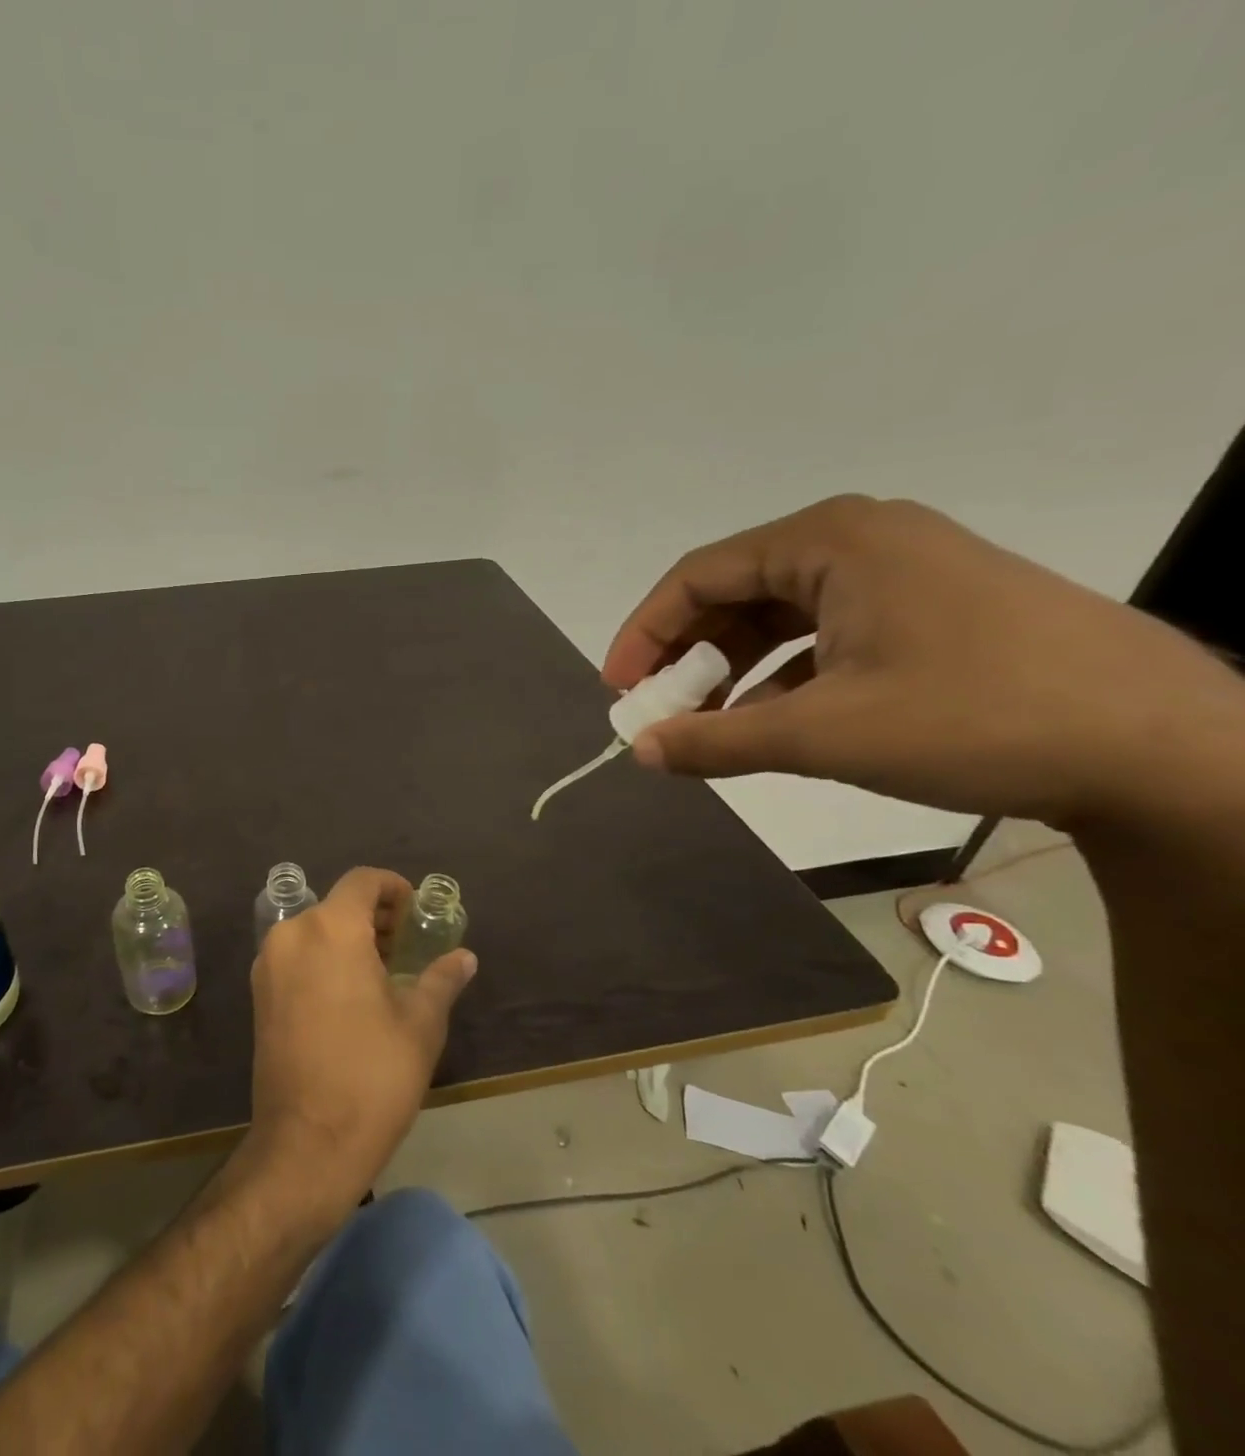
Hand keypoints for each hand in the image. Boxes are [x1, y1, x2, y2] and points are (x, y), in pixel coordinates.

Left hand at [243, 868, 475, 1211]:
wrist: (306, 1143)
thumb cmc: (372, 1077)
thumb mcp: (419, 1025)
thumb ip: (440, 980)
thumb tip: (464, 957)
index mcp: (331, 929)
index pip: (363, 881)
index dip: (394, 888)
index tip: (417, 912)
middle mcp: (292, 935)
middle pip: (337, 904)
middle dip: (374, 916)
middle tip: (407, 946)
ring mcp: (268, 964)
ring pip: (314, 930)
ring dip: (349, 938)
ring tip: (384, 971)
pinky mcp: (259, 994)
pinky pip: (296, 956)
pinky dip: (324, 958)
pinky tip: (350, 994)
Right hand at [603, 495, 1243, 826]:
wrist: (1167, 748)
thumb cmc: (977, 718)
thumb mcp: (825, 735)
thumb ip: (716, 742)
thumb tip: (639, 751)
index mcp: (830, 541)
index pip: (698, 576)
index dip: (644, 635)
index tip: (619, 692)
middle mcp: (859, 540)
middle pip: (735, 593)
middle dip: (687, 657)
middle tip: (658, 713)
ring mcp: (899, 572)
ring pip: (779, 617)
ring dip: (732, 672)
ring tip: (707, 727)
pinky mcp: (928, 608)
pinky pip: (823, 635)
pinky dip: (783, 678)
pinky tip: (771, 724)